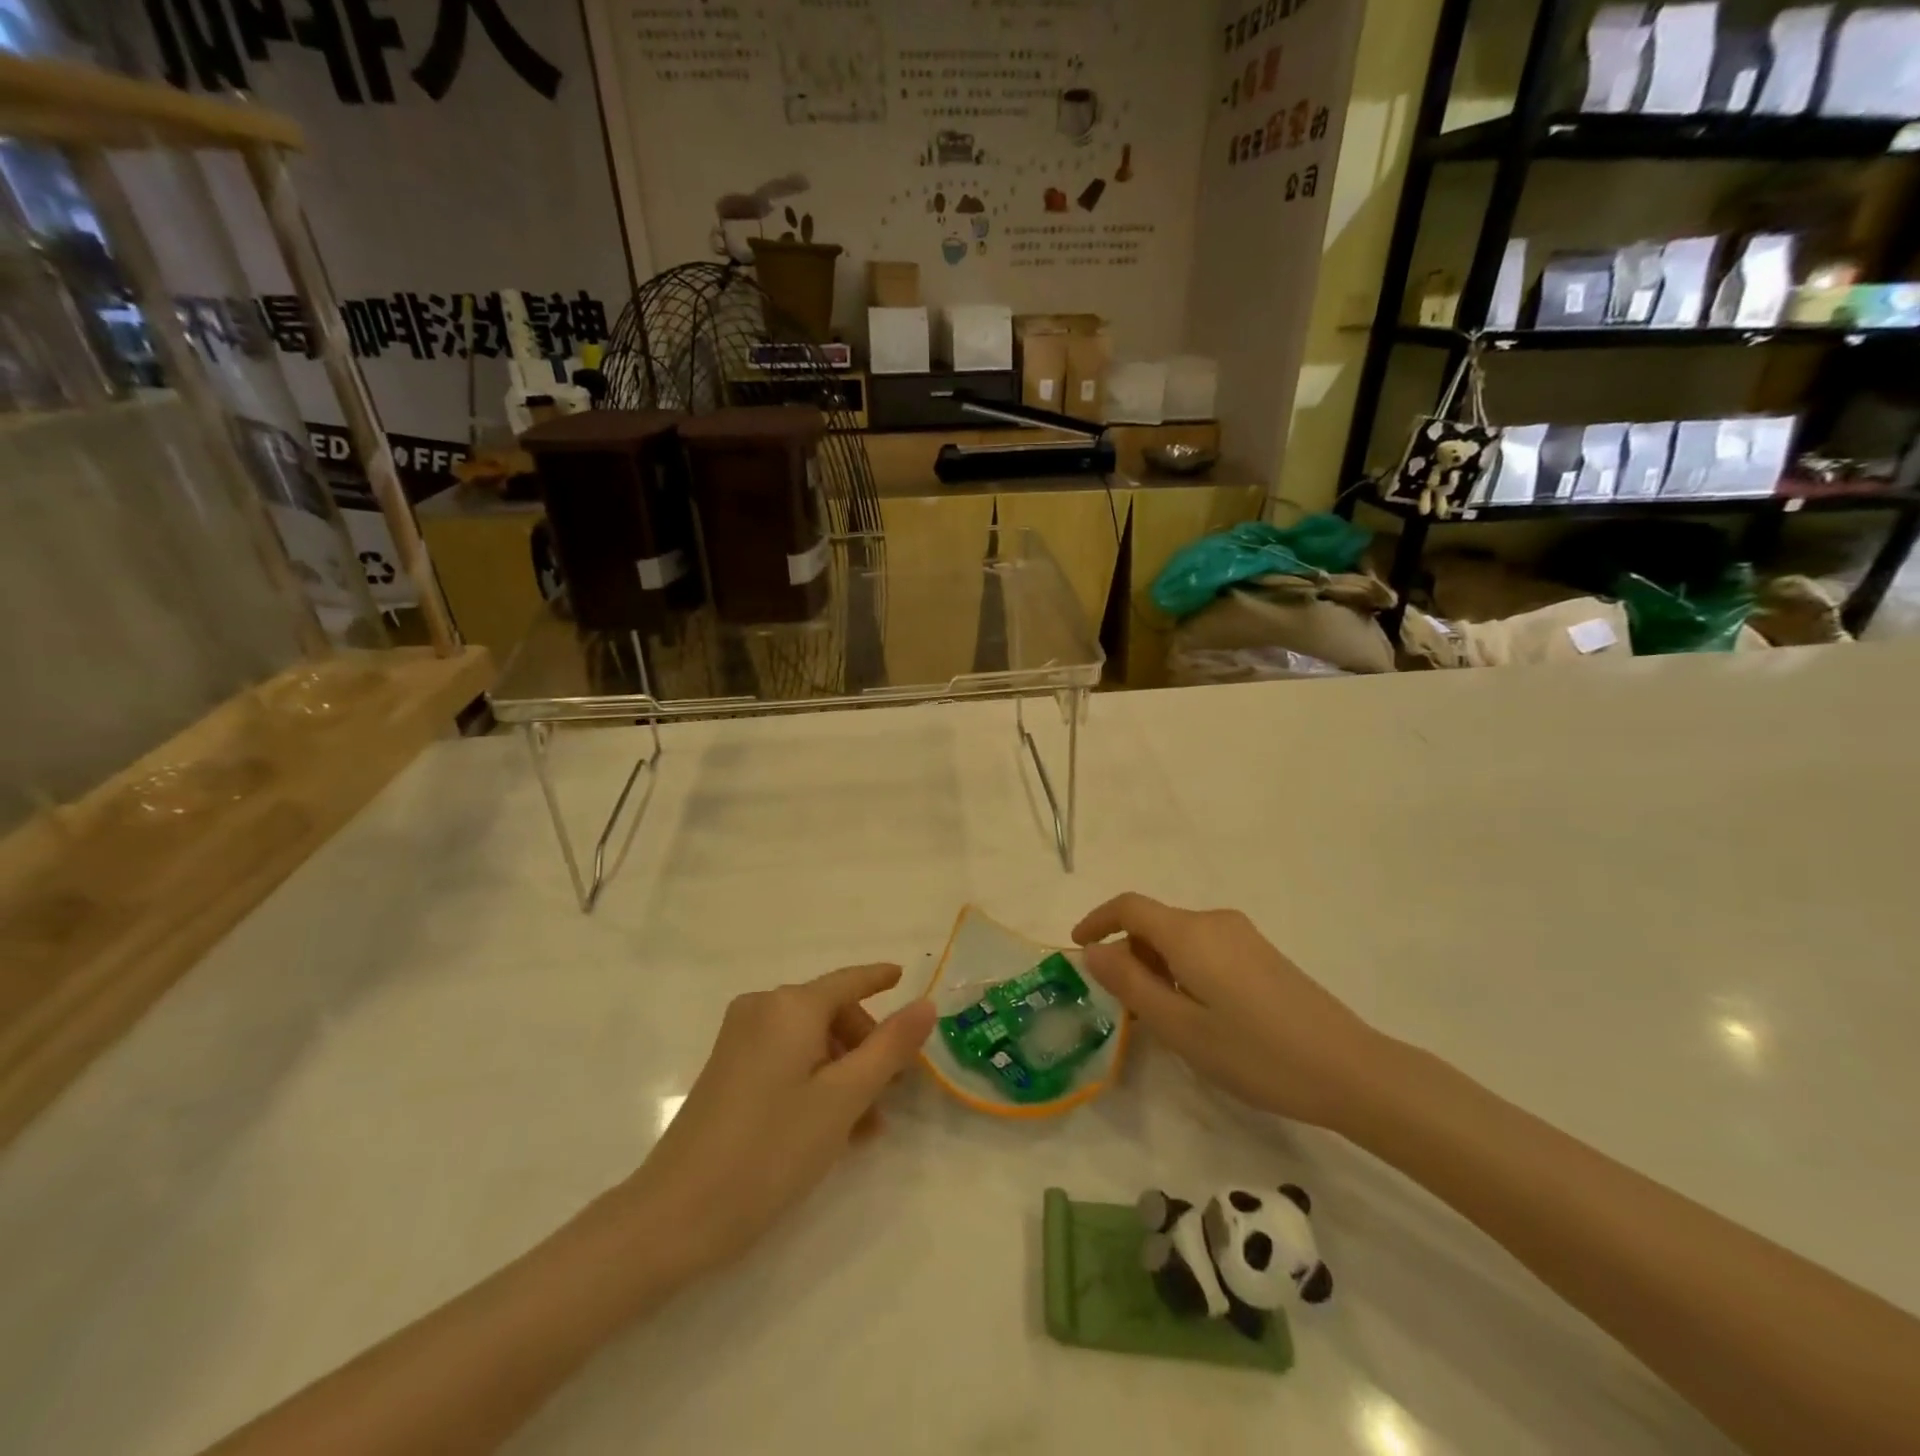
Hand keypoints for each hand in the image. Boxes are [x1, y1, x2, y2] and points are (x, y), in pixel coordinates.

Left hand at [623, 964, 934, 1279]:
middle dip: (866, 1046)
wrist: (675, 1216)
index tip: (904, 975)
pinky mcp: (728, 1070)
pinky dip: (816, 1081)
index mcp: (790, 1006)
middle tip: (892, 1093)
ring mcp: (740, 1040)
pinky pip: (787, 1059)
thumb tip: (926, 1004)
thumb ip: (889, 1048)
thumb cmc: (770, 1150)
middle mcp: (762, 1009)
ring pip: (811, 1041)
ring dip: (844, 1072)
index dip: (879, 978)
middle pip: (831, 1012)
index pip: (848, 981)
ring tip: (867, 1125)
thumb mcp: (843, 1099)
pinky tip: (835, 1128)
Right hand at [1073, 893, 1385, 1129]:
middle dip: (1128, 953)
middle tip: (1121, 1004)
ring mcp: (1243, 935)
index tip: (1077, 948)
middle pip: (1154, 922)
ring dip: (1156, 964)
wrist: (1350, 1070)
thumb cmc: (1256, 1053)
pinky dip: (1183, 968)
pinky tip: (1197, 1012)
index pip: (1129, 906)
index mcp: (1190, 934)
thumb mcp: (1181, 1028)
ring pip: (1179, 937)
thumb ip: (1130, 985)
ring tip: (1159, 1016)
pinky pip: (1205, 947)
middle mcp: (1215, 921)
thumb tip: (1093, 951)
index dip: (1097, 921)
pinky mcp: (1261, 953)